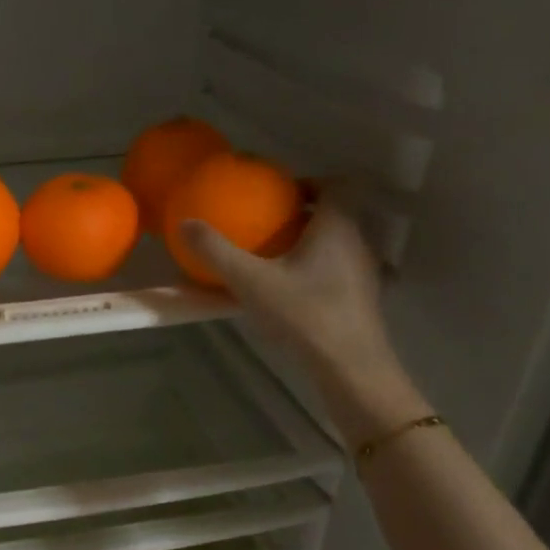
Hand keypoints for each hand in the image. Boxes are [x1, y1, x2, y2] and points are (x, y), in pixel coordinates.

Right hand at [182, 192, 427, 441]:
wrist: (349, 366)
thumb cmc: (304, 314)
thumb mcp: (250, 282)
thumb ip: (217, 252)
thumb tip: (185, 223)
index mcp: (338, 225)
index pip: (338, 184)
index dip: (311, 182)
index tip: (281, 196)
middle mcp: (359, 241)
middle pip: (338, 213)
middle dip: (305, 214)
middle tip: (269, 227)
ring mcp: (365, 272)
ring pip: (339, 243)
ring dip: (311, 244)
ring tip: (275, 259)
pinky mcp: (363, 299)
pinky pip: (339, 269)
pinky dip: (317, 270)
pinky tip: (291, 292)